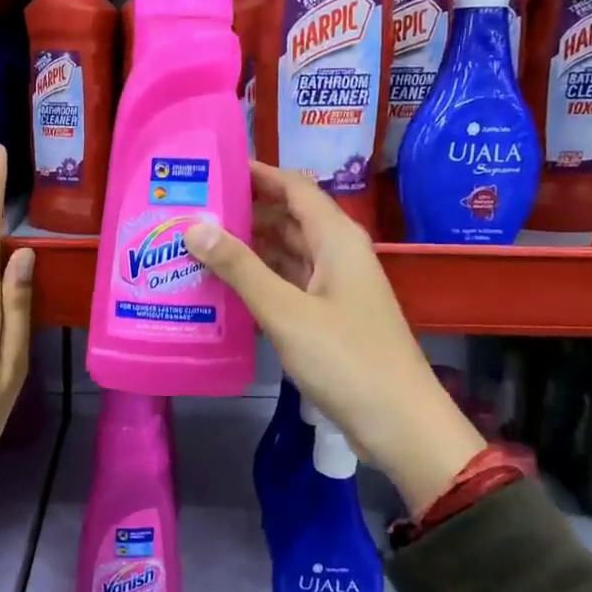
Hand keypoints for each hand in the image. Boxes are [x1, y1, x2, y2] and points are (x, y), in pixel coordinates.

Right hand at [185, 163, 483, 514]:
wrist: (399, 424)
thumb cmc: (346, 359)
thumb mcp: (286, 311)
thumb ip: (240, 268)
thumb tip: (194, 226)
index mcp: (337, 239)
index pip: (294, 187)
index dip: (257, 173)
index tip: (214, 167)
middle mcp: (337, 254)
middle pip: (288, 217)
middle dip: (245, 210)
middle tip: (192, 207)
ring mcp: (334, 287)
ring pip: (287, 252)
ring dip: (249, 246)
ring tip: (197, 241)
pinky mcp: (329, 317)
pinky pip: (288, 283)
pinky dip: (259, 279)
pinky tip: (224, 284)